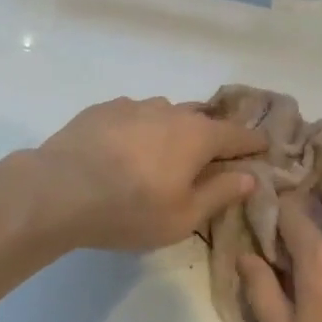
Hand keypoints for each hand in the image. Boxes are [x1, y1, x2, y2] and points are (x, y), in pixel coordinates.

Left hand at [32, 97, 266, 252]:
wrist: (58, 190)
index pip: (237, 134)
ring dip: (173, 129)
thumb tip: (249, 176)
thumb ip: (220, 193)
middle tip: (214, 154)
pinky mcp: (101, 110)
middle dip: (213, 134)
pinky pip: (133, 115)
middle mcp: (169, 111)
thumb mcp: (183, 216)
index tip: (263, 148)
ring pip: (165, 113)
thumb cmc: (130, 210)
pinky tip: (126, 148)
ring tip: (164, 152)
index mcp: (197, 136)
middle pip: (202, 118)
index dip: (253, 143)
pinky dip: (140, 128)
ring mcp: (133, 106)